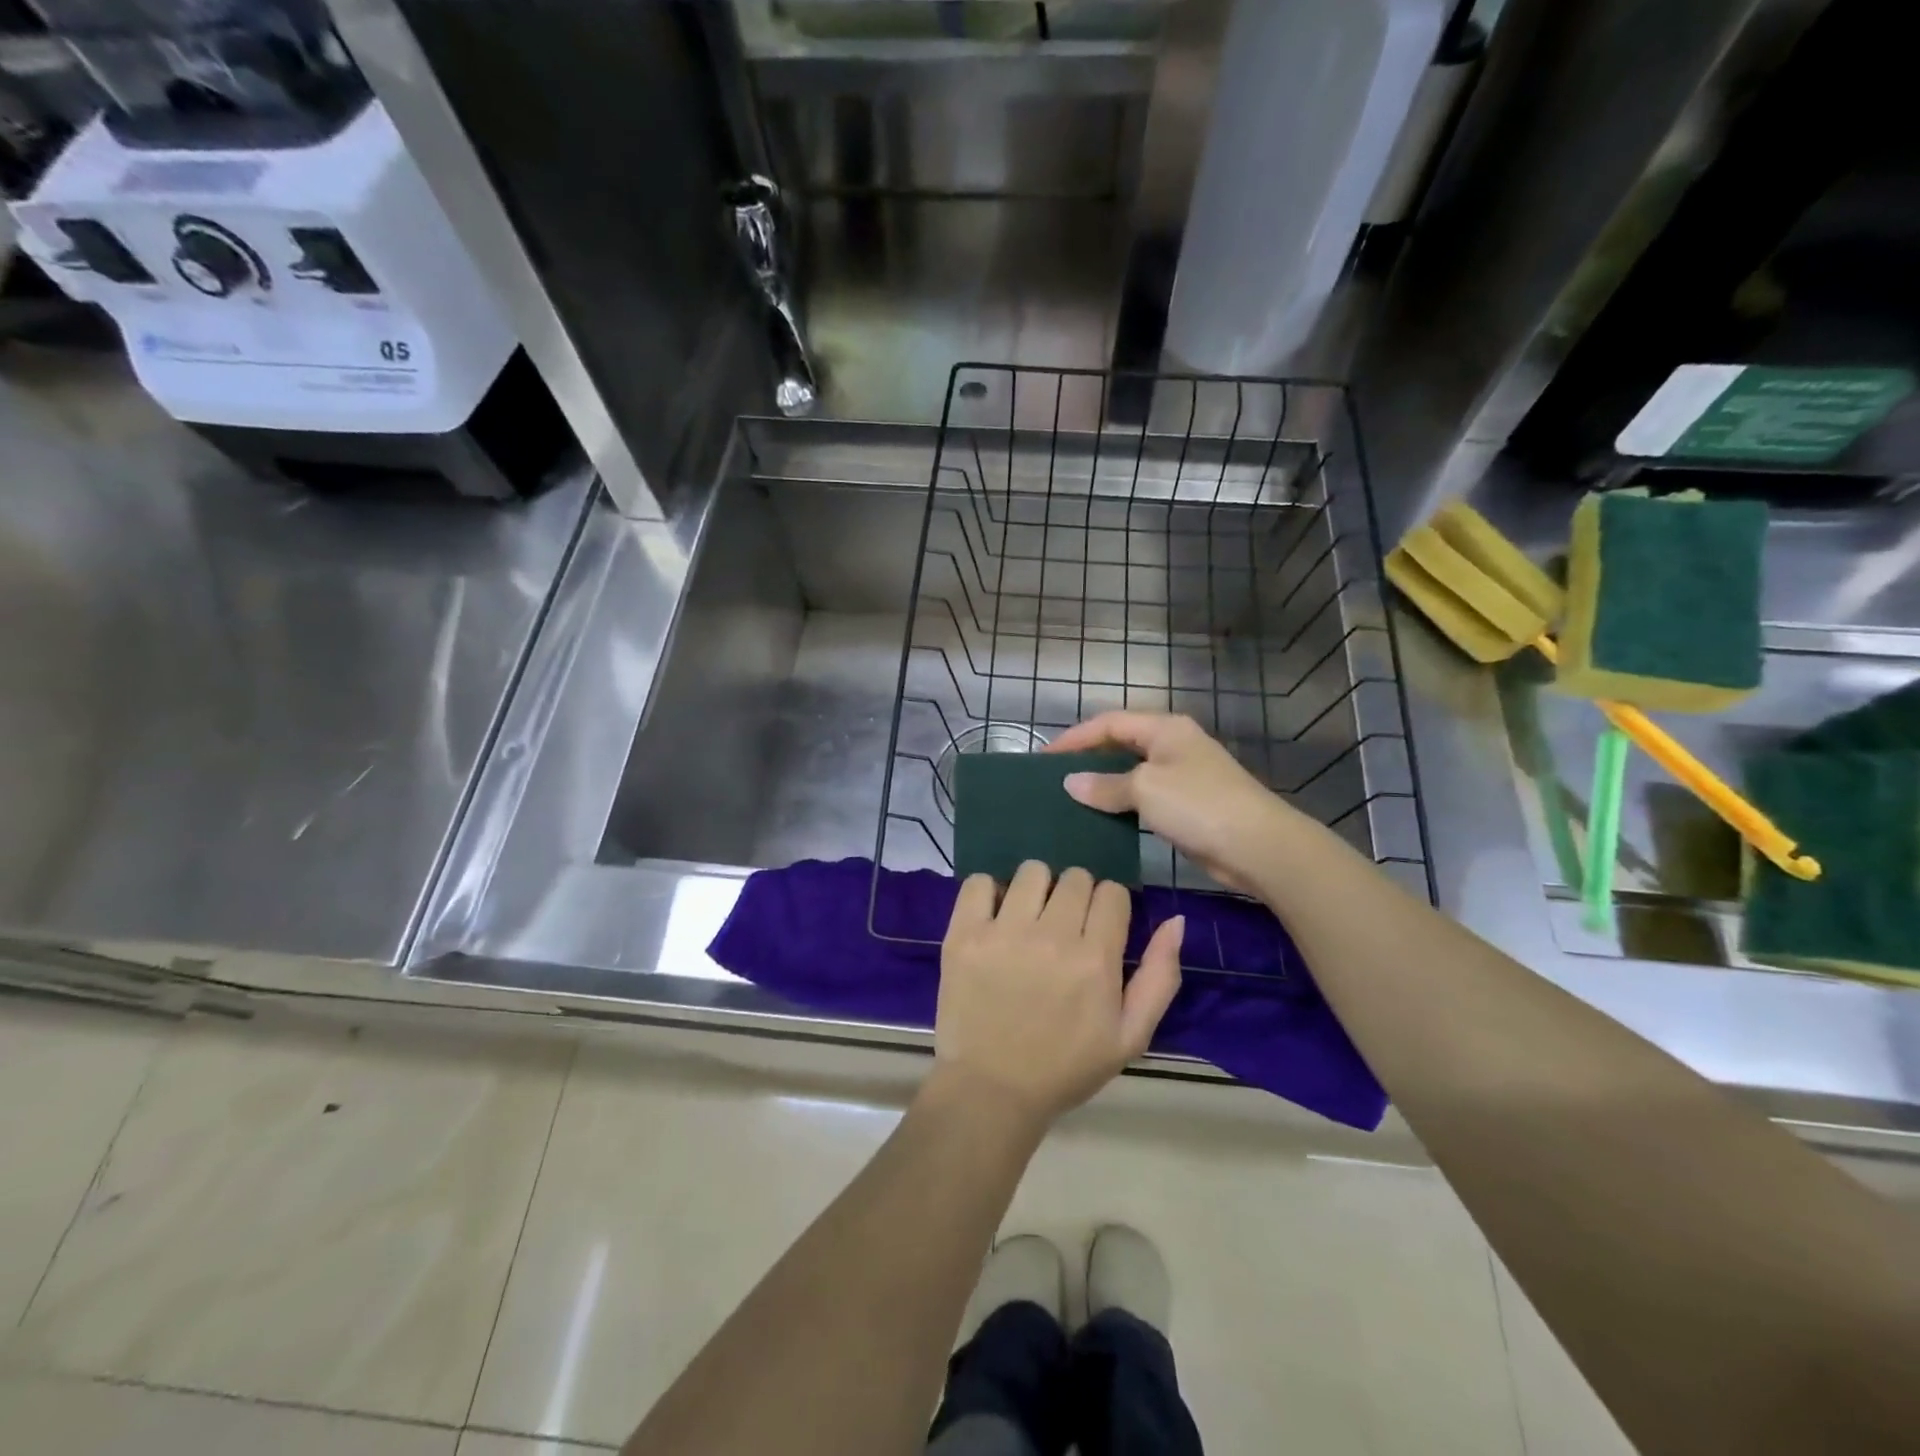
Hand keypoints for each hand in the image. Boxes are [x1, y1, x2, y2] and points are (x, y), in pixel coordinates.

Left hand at [933, 862, 1183, 1129]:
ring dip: (1036, 889)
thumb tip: (1176, 921)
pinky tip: (994, 917)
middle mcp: (1051, 937)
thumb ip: (1159, 977)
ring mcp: (1003, 933)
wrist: (992, 1090)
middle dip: (1076, 896)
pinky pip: (980, 882)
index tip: (1097, 928)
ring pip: (1032, 871)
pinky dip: (989, 892)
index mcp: (1095, 960)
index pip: (1112, 892)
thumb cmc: (1065, 1067)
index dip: (1109, 907)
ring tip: (1028, 920)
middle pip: (1075, 877)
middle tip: (1063, 927)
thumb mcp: (1130, 1036)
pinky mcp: (964, 935)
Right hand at [1049, 712, 1302, 894]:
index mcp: (1165, 728)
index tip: (1045, 759)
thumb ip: (1105, 785)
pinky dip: (1122, 804)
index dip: (1075, 738)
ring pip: (1132, 772)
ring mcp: (1183, 775)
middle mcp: (1174, 745)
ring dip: (1104, 783)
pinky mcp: (1188, 804)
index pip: (1109, 723)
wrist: (1258, 846)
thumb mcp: (1145, 789)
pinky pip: (1145, 797)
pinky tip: (1103, 819)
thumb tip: (1070, 783)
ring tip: (1071, 799)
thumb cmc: (1198, 805)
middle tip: (1055, 778)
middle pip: (1121, 743)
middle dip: (1088, 758)